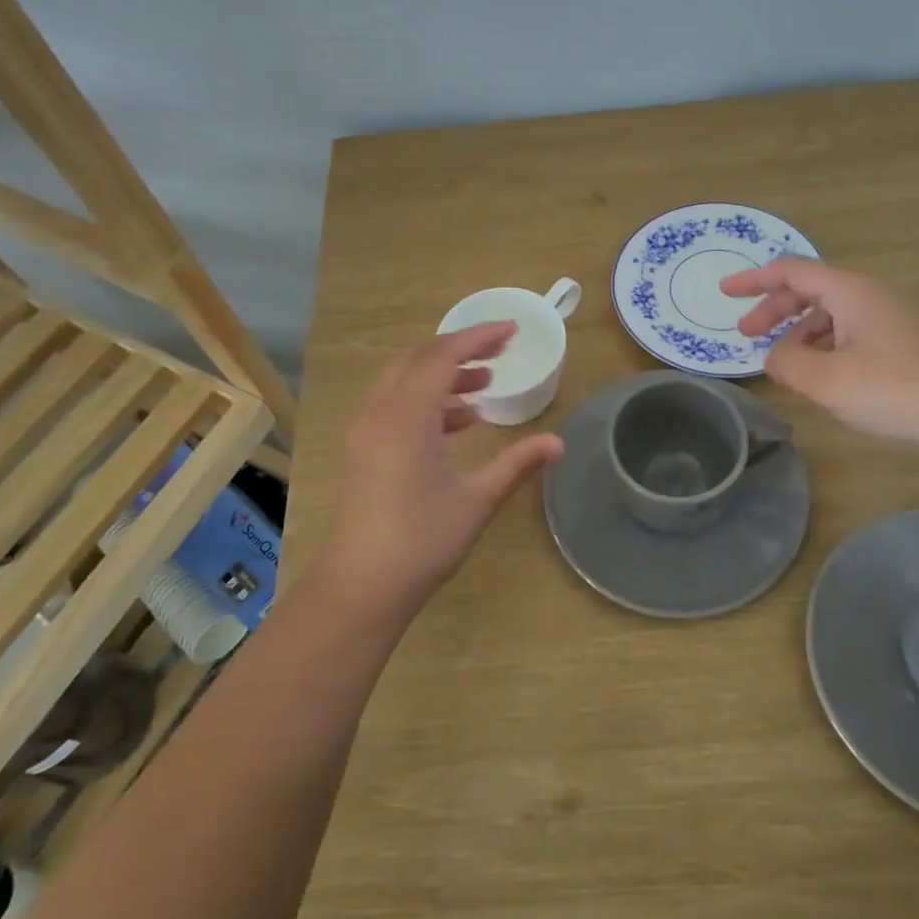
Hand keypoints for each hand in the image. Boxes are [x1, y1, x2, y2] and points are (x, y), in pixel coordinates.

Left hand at [321, 323, 562, 620]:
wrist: (361, 587)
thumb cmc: (422, 541)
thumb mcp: (477, 500)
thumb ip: (517, 464)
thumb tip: (557, 443)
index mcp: (406, 417)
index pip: (442, 356)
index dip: (478, 338)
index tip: (512, 331)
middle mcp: (380, 413)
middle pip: (418, 359)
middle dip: (460, 350)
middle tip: (499, 353)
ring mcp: (366, 432)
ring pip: (404, 381)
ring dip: (442, 375)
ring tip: (484, 386)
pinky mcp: (363, 450)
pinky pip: (395, 405)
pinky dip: (427, 401)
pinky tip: (459, 422)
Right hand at [722, 258, 918, 454]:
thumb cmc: (894, 389)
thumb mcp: (827, 381)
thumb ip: (788, 364)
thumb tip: (774, 356)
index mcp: (849, 292)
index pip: (791, 271)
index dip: (754, 280)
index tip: (724, 293)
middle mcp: (870, 297)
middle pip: (810, 291)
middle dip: (773, 309)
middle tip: (745, 335)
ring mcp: (890, 320)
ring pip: (831, 314)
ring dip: (799, 331)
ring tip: (782, 361)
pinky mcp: (904, 345)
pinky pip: (850, 333)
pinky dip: (823, 346)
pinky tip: (821, 374)